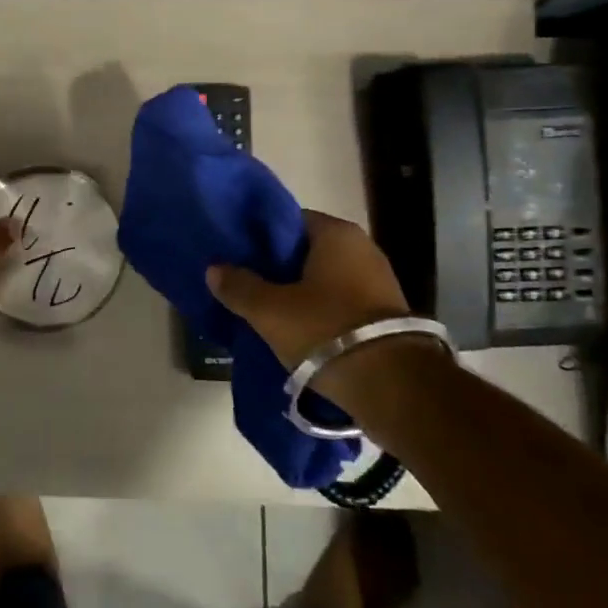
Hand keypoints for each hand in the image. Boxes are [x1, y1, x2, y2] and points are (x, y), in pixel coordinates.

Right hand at [206, 210, 412, 369]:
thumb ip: (239, 286)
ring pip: (325, 280)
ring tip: (269, 312)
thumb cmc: (326, 330)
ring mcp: (379, 282)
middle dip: (279, 268)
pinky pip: (342, 304)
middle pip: (307, 251)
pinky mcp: (386, 315)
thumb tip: (214, 269)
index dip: (261, 237)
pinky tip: (299, 331)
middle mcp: (362, 248)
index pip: (289, 221)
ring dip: (300, 293)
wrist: (394, 386)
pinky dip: (320, 313)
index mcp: (336, 233)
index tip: (239, 256)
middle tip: (248, 285)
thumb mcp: (269, 310)